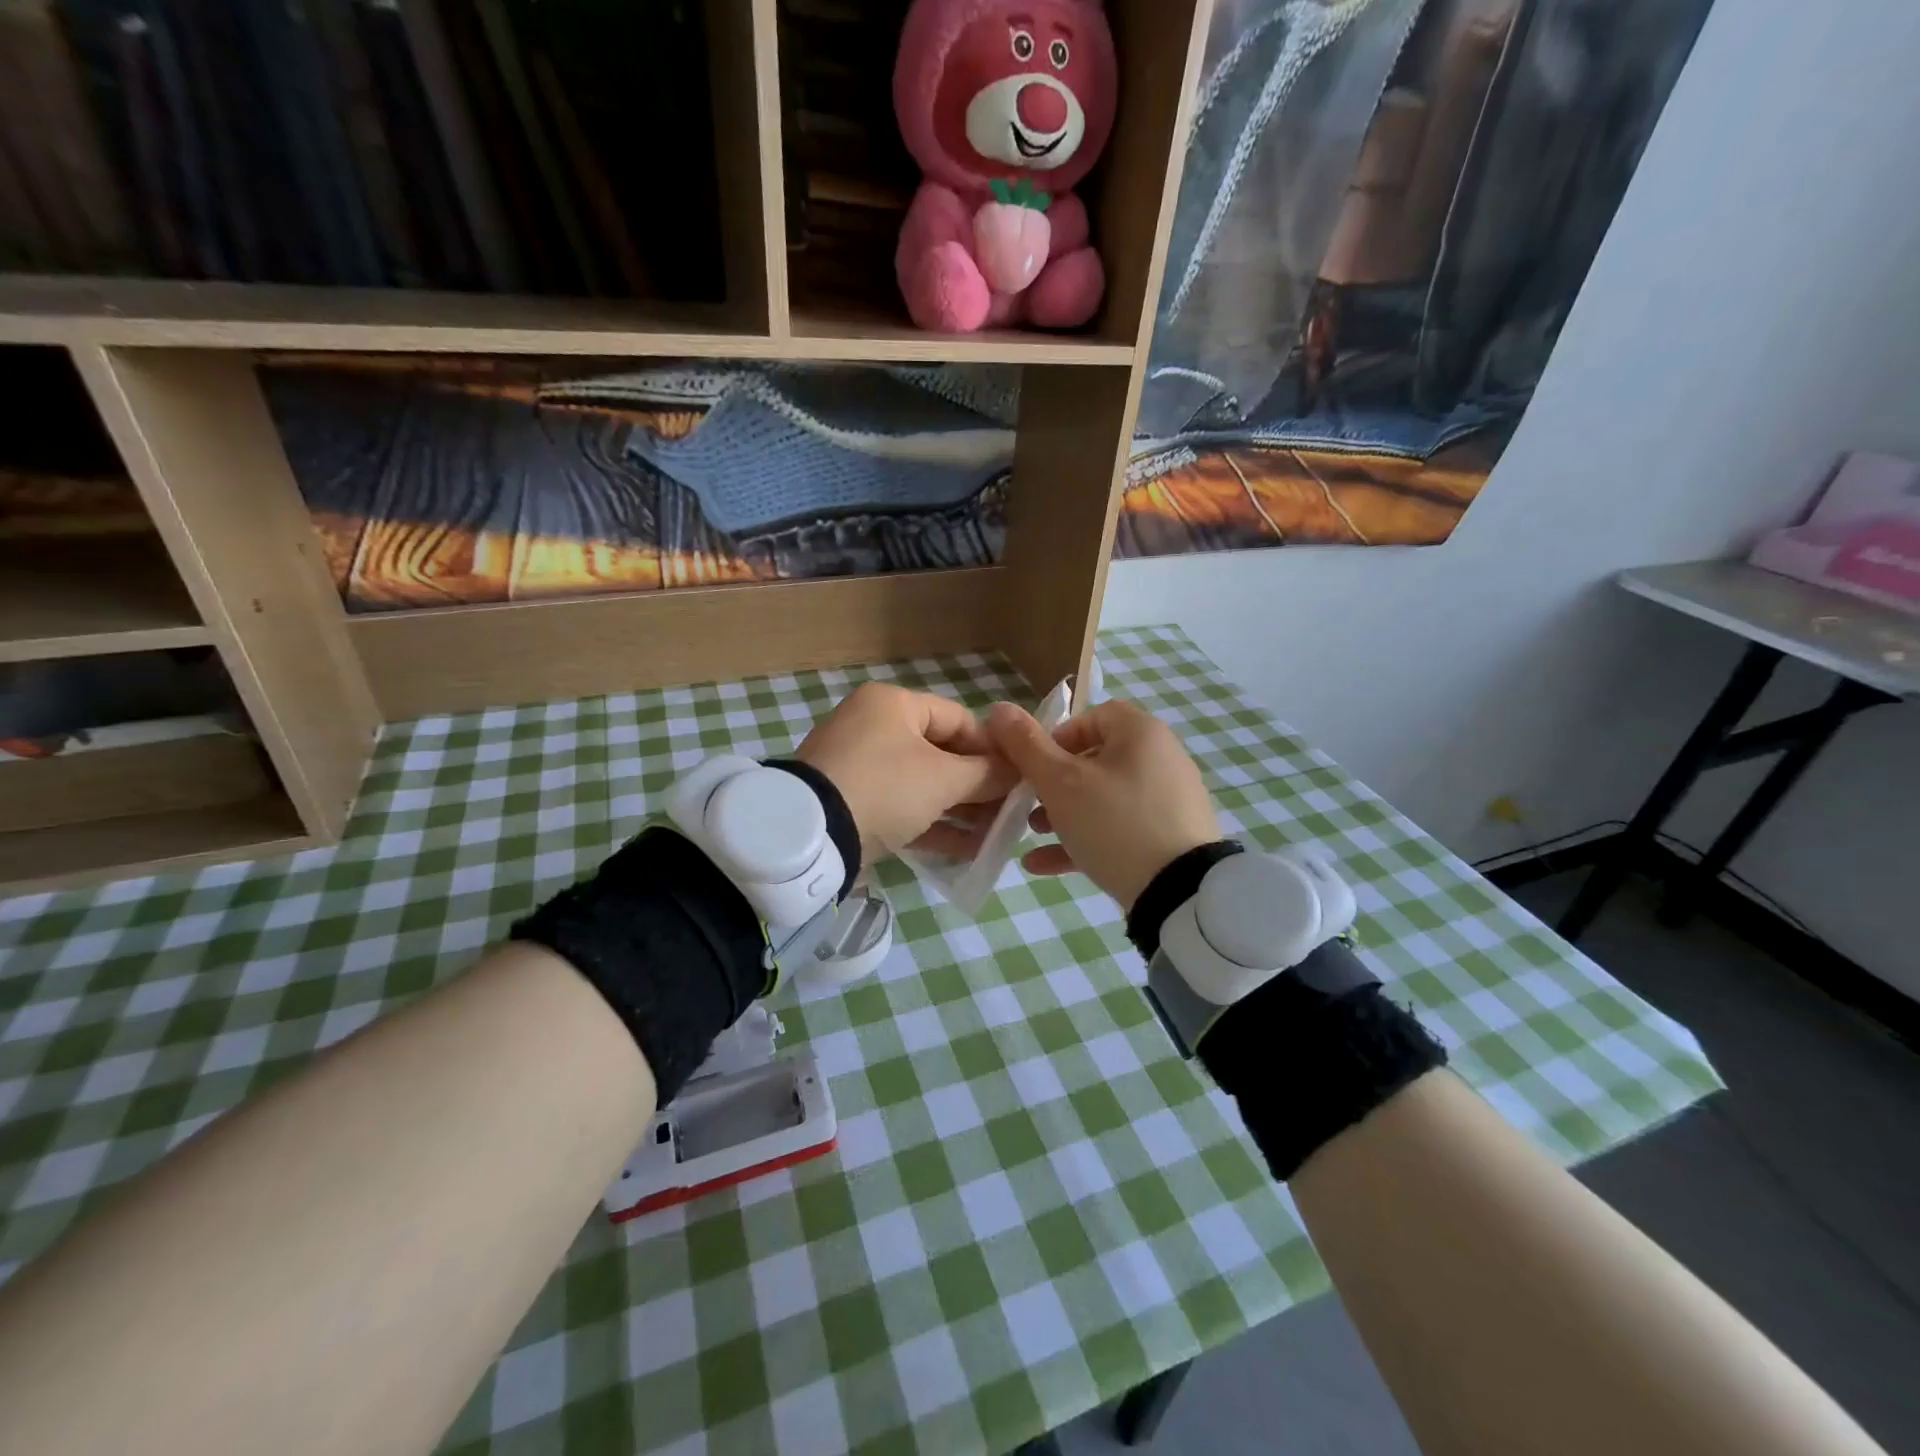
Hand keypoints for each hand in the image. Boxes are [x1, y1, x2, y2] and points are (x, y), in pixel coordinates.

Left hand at [796, 683, 1015, 860]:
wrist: (811, 834)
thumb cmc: (886, 787)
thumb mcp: (944, 779)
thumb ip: (986, 774)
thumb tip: (1018, 772)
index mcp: (893, 705)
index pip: (959, 720)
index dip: (994, 750)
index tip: (1020, 778)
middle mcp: (874, 727)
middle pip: (942, 755)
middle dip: (978, 787)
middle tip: (1009, 814)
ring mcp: (860, 767)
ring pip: (923, 786)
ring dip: (960, 811)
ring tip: (994, 837)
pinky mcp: (852, 804)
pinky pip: (902, 809)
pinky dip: (932, 826)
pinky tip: (967, 851)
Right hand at [987, 699, 1221, 911]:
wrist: (1180, 893)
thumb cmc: (1114, 823)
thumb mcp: (1060, 783)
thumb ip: (1026, 745)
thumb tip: (998, 709)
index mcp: (1141, 733)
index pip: (1093, 716)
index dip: (1056, 736)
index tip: (1032, 765)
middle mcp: (1161, 758)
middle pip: (1096, 760)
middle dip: (1053, 783)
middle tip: (1028, 804)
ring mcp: (1168, 800)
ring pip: (1104, 798)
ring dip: (1063, 813)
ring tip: (1033, 834)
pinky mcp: (1170, 837)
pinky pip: (1120, 828)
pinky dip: (1085, 839)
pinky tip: (1043, 865)